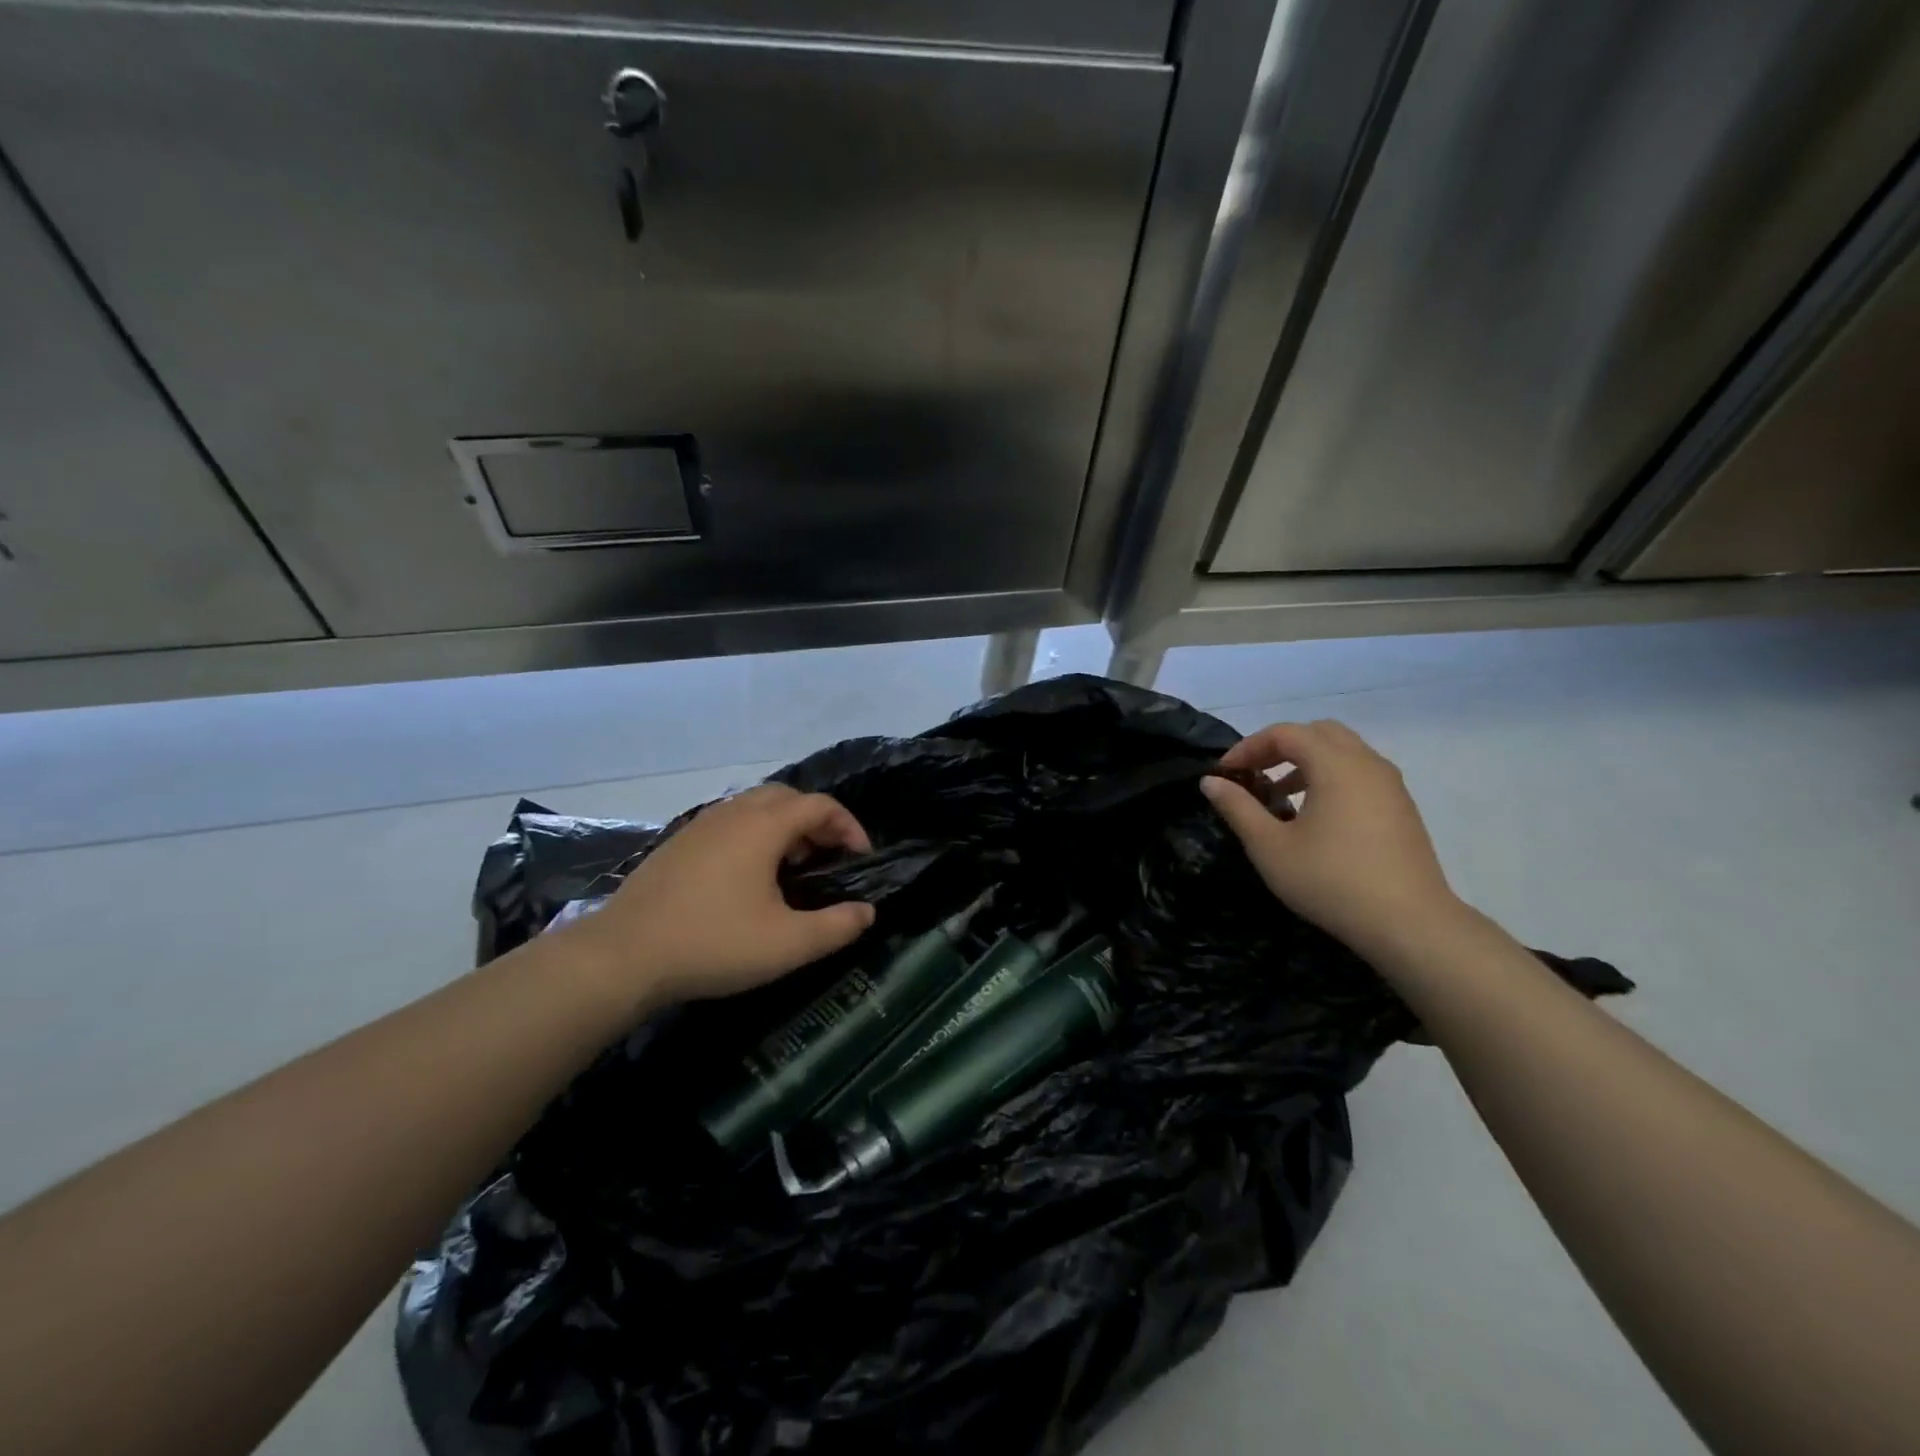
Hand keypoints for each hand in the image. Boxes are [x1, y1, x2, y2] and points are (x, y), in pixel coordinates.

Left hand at [562, 784, 876, 1012]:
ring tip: (793, 867)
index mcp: (763, 826)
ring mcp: (700, 825)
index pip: (820, 805)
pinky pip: (730, 822)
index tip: (861, 859)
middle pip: (788, 796)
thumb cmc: (713, 943)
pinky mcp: (679, 843)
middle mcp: (733, 813)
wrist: (622, 955)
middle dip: (817, 820)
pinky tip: (748, 877)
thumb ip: (836, 926)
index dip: (849, 826)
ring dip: (784, 826)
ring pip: (755, 806)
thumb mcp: (787, 944)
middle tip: (829, 857)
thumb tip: (867, 912)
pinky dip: (754, 834)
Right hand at [1200, 720, 1462, 959]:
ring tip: (1280, 794)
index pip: (1285, 733)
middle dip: (1280, 746)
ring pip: (1343, 752)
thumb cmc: (1331, 881)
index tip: (1225, 773)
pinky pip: (1360, 773)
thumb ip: (1238, 808)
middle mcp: (1367, 763)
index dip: (1248, 747)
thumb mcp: (1270, 847)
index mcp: (1335, 765)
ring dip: (1307, 762)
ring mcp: (1391, 785)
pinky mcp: (1402, 808)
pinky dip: (1331, 777)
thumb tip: (1210, 781)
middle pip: (1318, 733)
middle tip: (1254, 774)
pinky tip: (1315, 816)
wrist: (1410, 924)